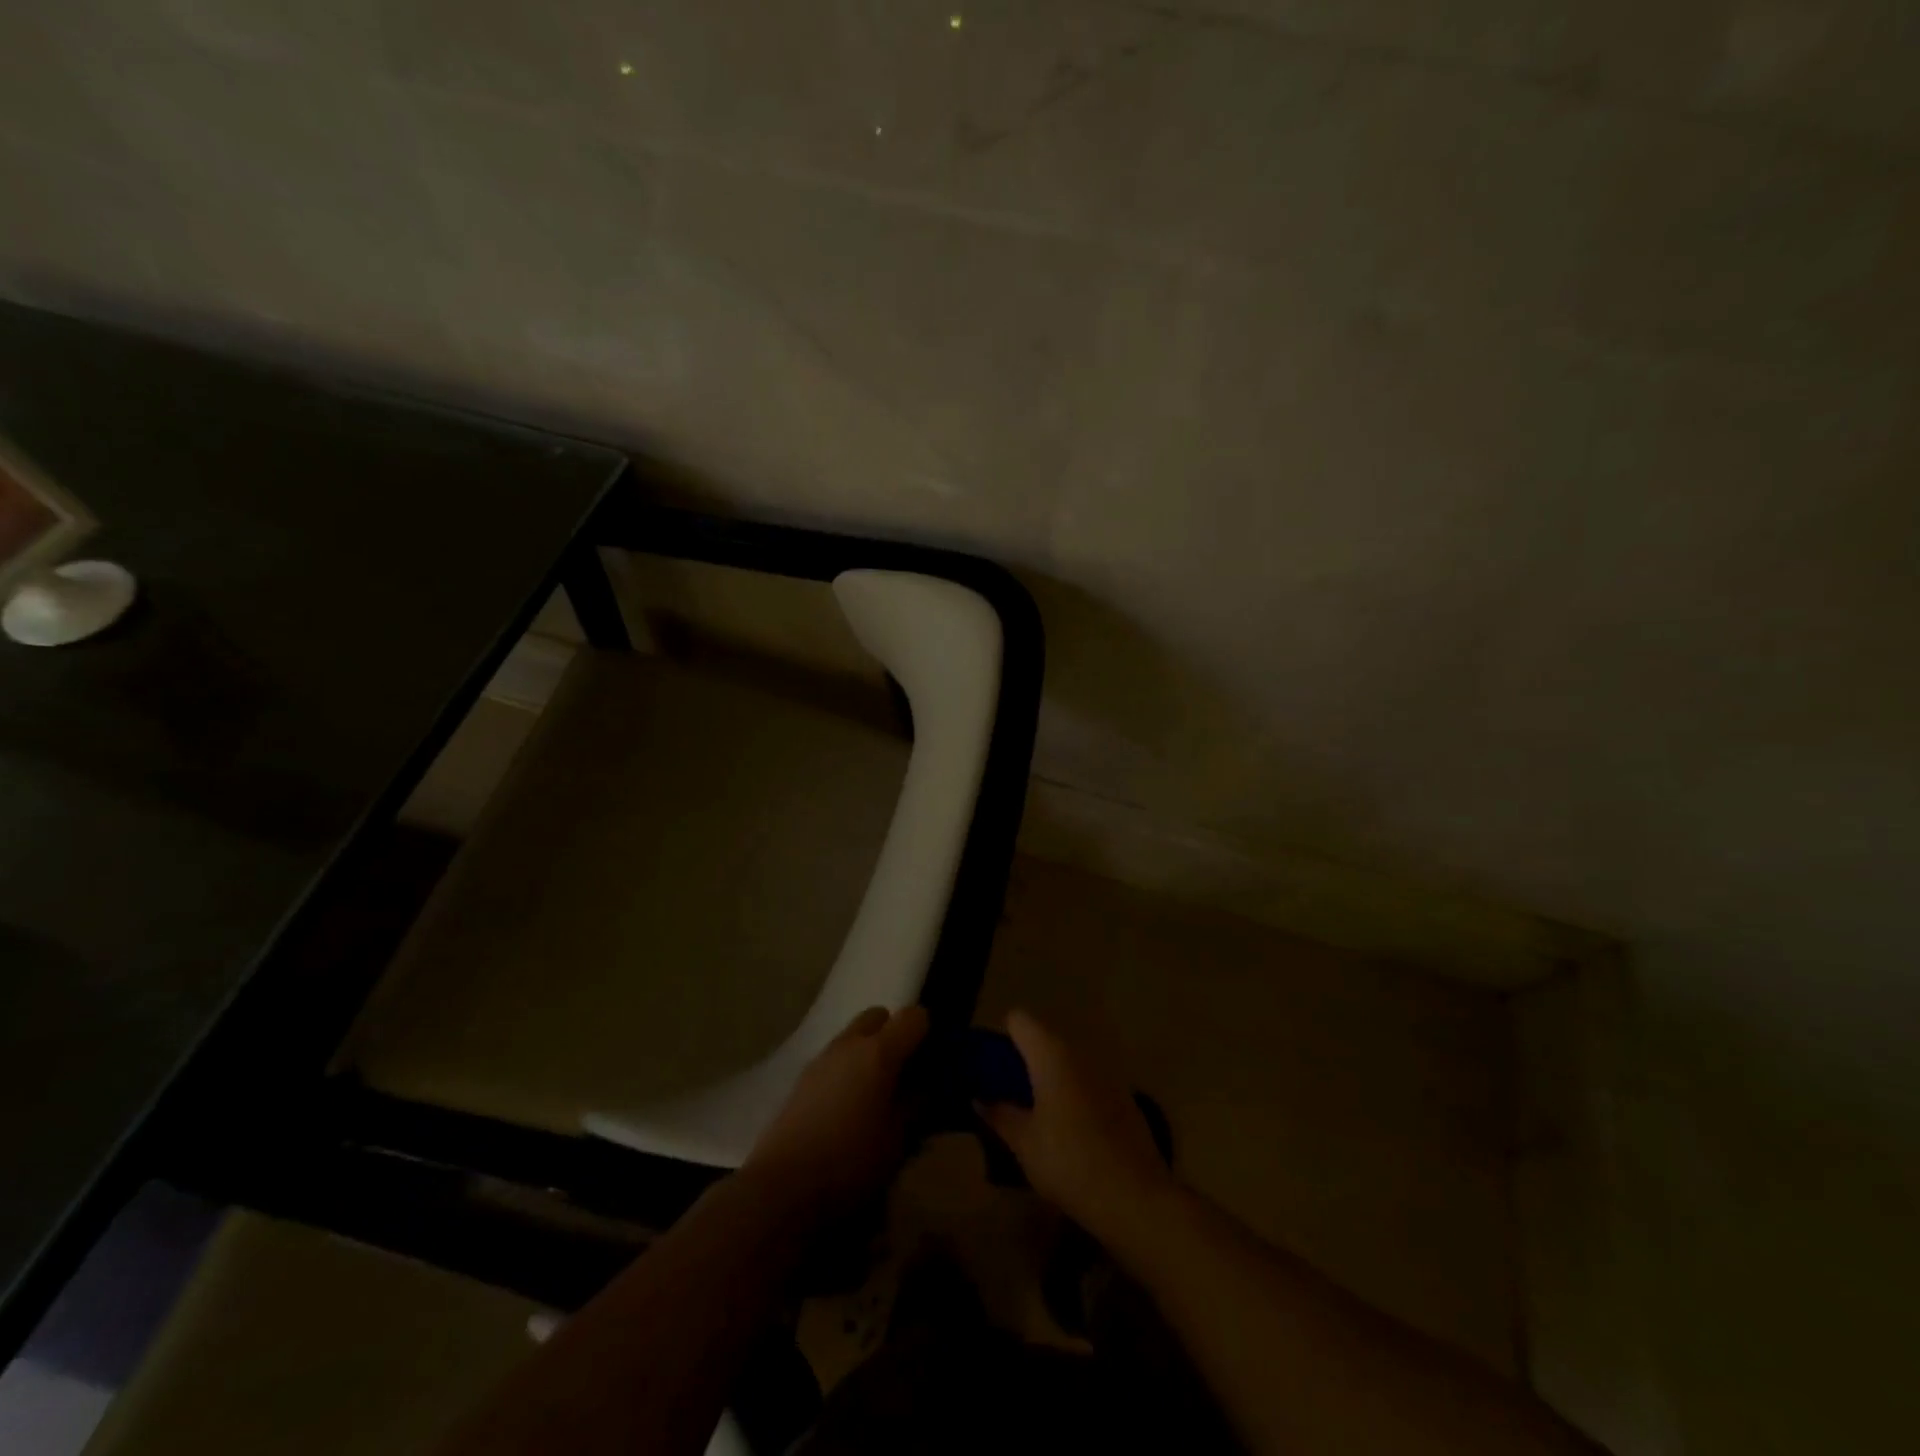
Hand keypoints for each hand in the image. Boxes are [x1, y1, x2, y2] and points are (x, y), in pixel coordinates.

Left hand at [745, 1005, 928, 1221]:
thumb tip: (924, 1088)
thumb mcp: (897, 1140)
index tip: (933, 1059)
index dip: (927, 1032)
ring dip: (868, 1052)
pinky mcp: (802, 1079)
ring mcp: (821, 1059)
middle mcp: (849, 1044)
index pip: (913, 1016)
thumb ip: (915, 1105)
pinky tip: (847, 1108)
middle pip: (878, 1016)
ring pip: (853, 1037)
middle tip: (903, 1072)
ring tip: (875, 1094)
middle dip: (894, 1033)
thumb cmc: (850, 1161)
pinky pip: (834, 1060)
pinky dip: (847, 1070)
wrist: (782, 1186)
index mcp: (879, 1052)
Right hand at [977, 1010, 1173, 1235]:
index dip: (1001, 1038)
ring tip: (1035, 1114)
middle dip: (1023, 1060)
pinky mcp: (1123, 1095)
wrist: (1134, 1196)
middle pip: (1043, 1038)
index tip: (990, 1069)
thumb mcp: (1024, 1142)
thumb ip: (999, 1114)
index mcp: (1051, 1053)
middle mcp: (1079, 1051)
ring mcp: (1105, 1071)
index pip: (1018, 1020)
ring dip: (1049, 1077)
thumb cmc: (1069, 1161)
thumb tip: (979, 1098)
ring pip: (1066, 1060)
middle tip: (1007, 1095)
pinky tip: (1068, 1129)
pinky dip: (1072, 1092)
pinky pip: (1086, 1080)